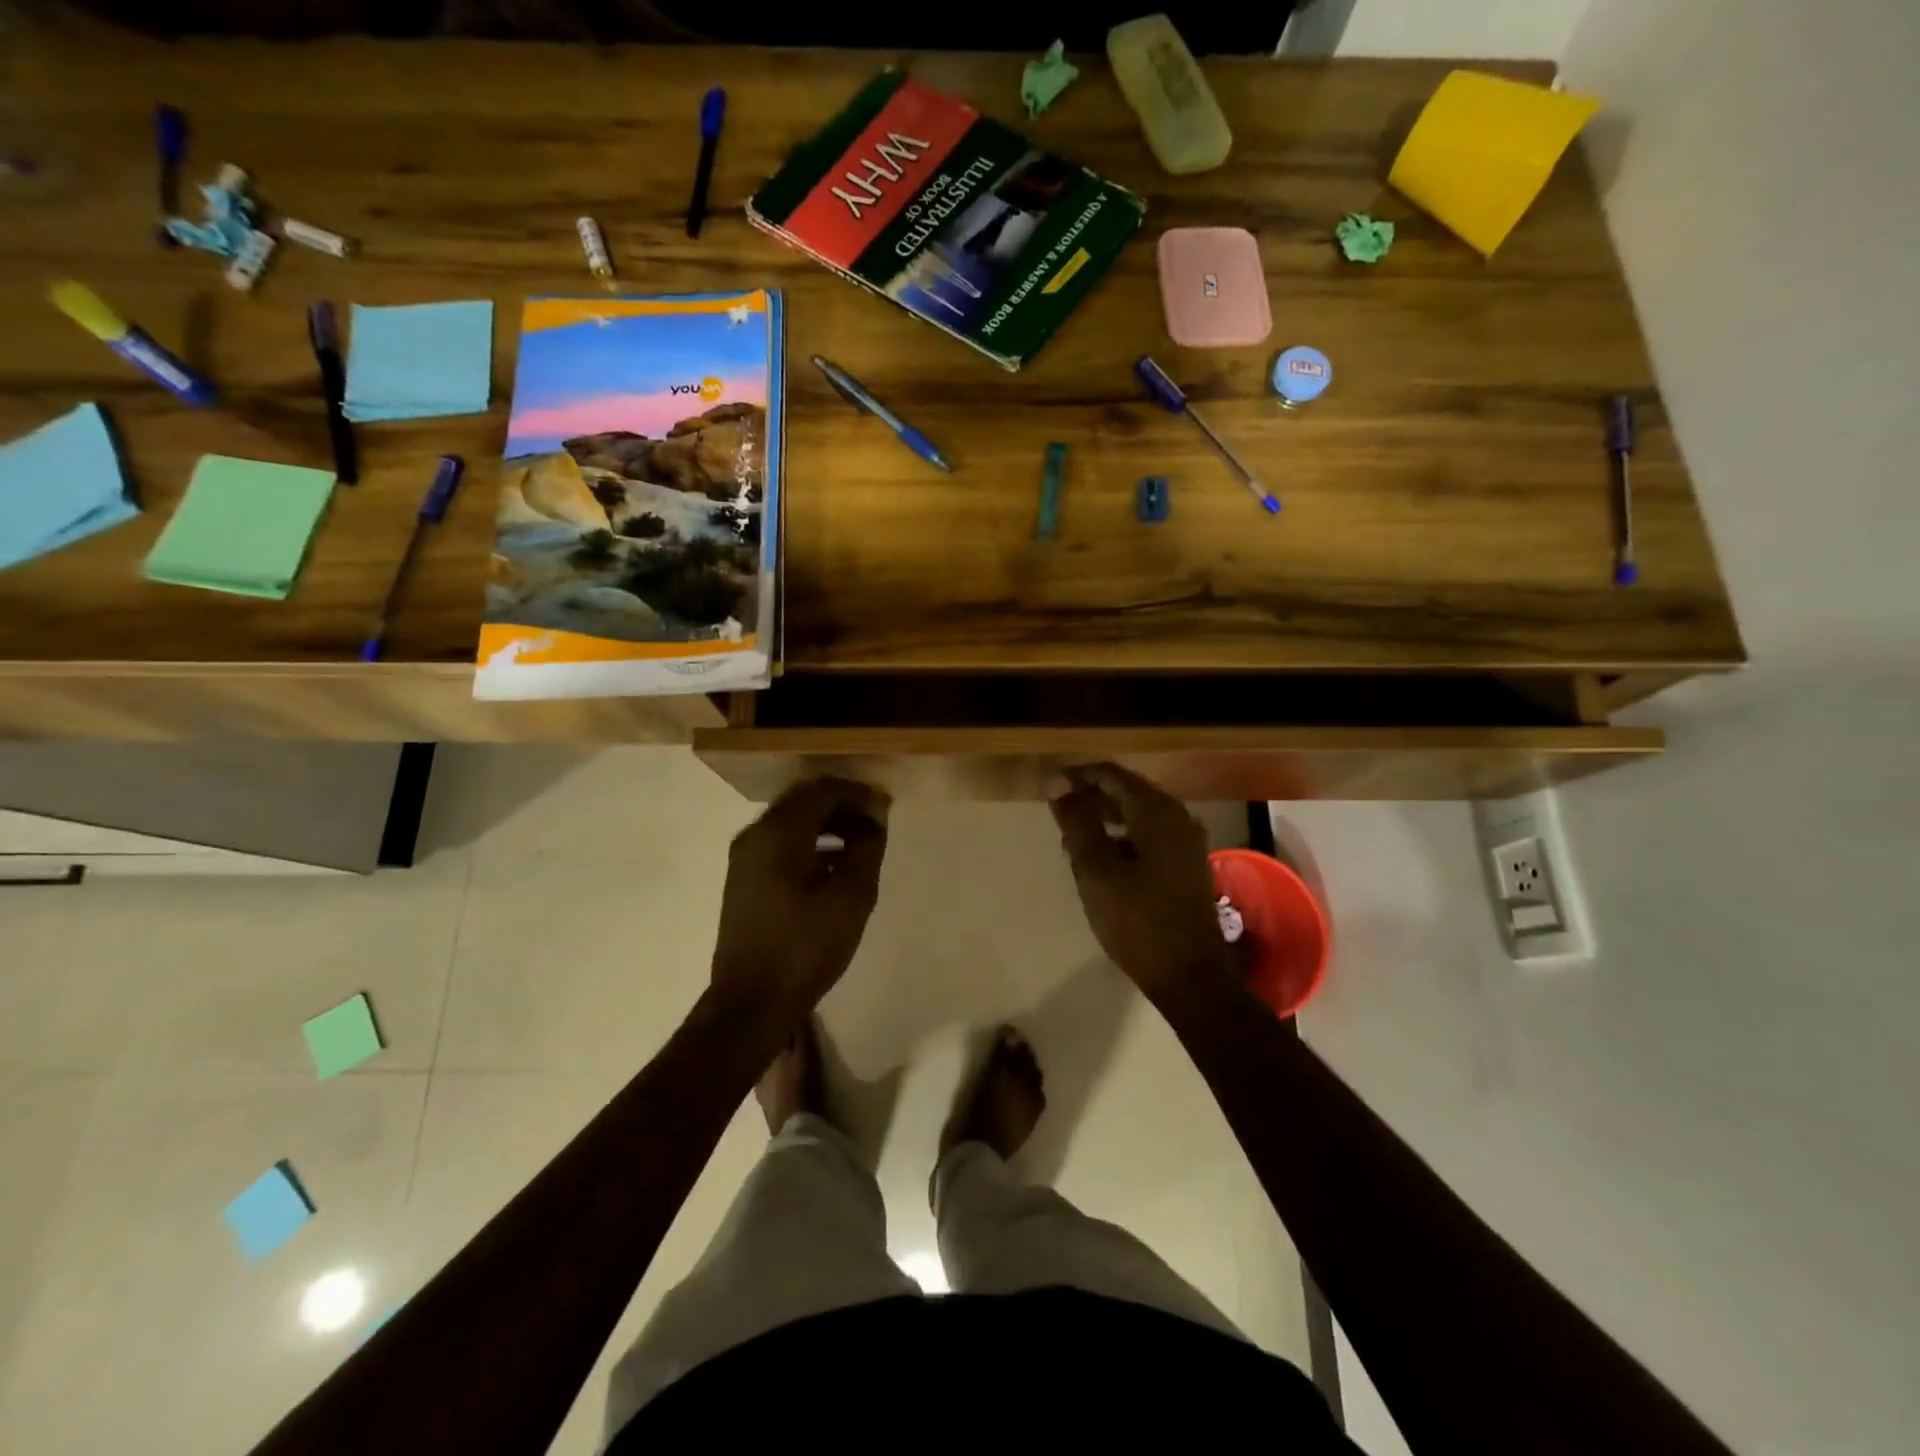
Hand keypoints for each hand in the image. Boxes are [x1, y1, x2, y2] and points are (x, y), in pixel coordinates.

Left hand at [710, 777, 889, 1025]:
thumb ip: (866, 847)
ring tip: (861, 844)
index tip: (886, 809)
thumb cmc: (806, 947)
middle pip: (804, 801)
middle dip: (843, 806)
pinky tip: (834, 866)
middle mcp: (755, 834)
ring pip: (791, 822)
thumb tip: (874, 817)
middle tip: (876, 824)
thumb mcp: (851, 896)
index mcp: (778, 832)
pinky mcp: (744, 879)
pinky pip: (780, 844)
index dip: (858, 794)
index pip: (822, 790)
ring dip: (827, 824)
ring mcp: (745, 857)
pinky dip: (810, 843)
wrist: (751, 1002)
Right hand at [1049, 763, 1236, 1002]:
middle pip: (1128, 791)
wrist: (1191, 976)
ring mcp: (1187, 842)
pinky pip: (1150, 834)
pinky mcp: (1187, 864)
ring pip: (1139, 814)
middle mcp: (1177, 817)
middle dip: (1091, 795)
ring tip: (1073, 833)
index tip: (1048, 787)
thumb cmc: (1137, 920)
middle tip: (1057, 810)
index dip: (1078, 776)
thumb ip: (1077, 822)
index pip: (1112, 775)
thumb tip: (1057, 783)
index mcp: (1156, 812)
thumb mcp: (1096, 870)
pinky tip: (1102, 856)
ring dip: (1106, 816)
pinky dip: (1123, 835)